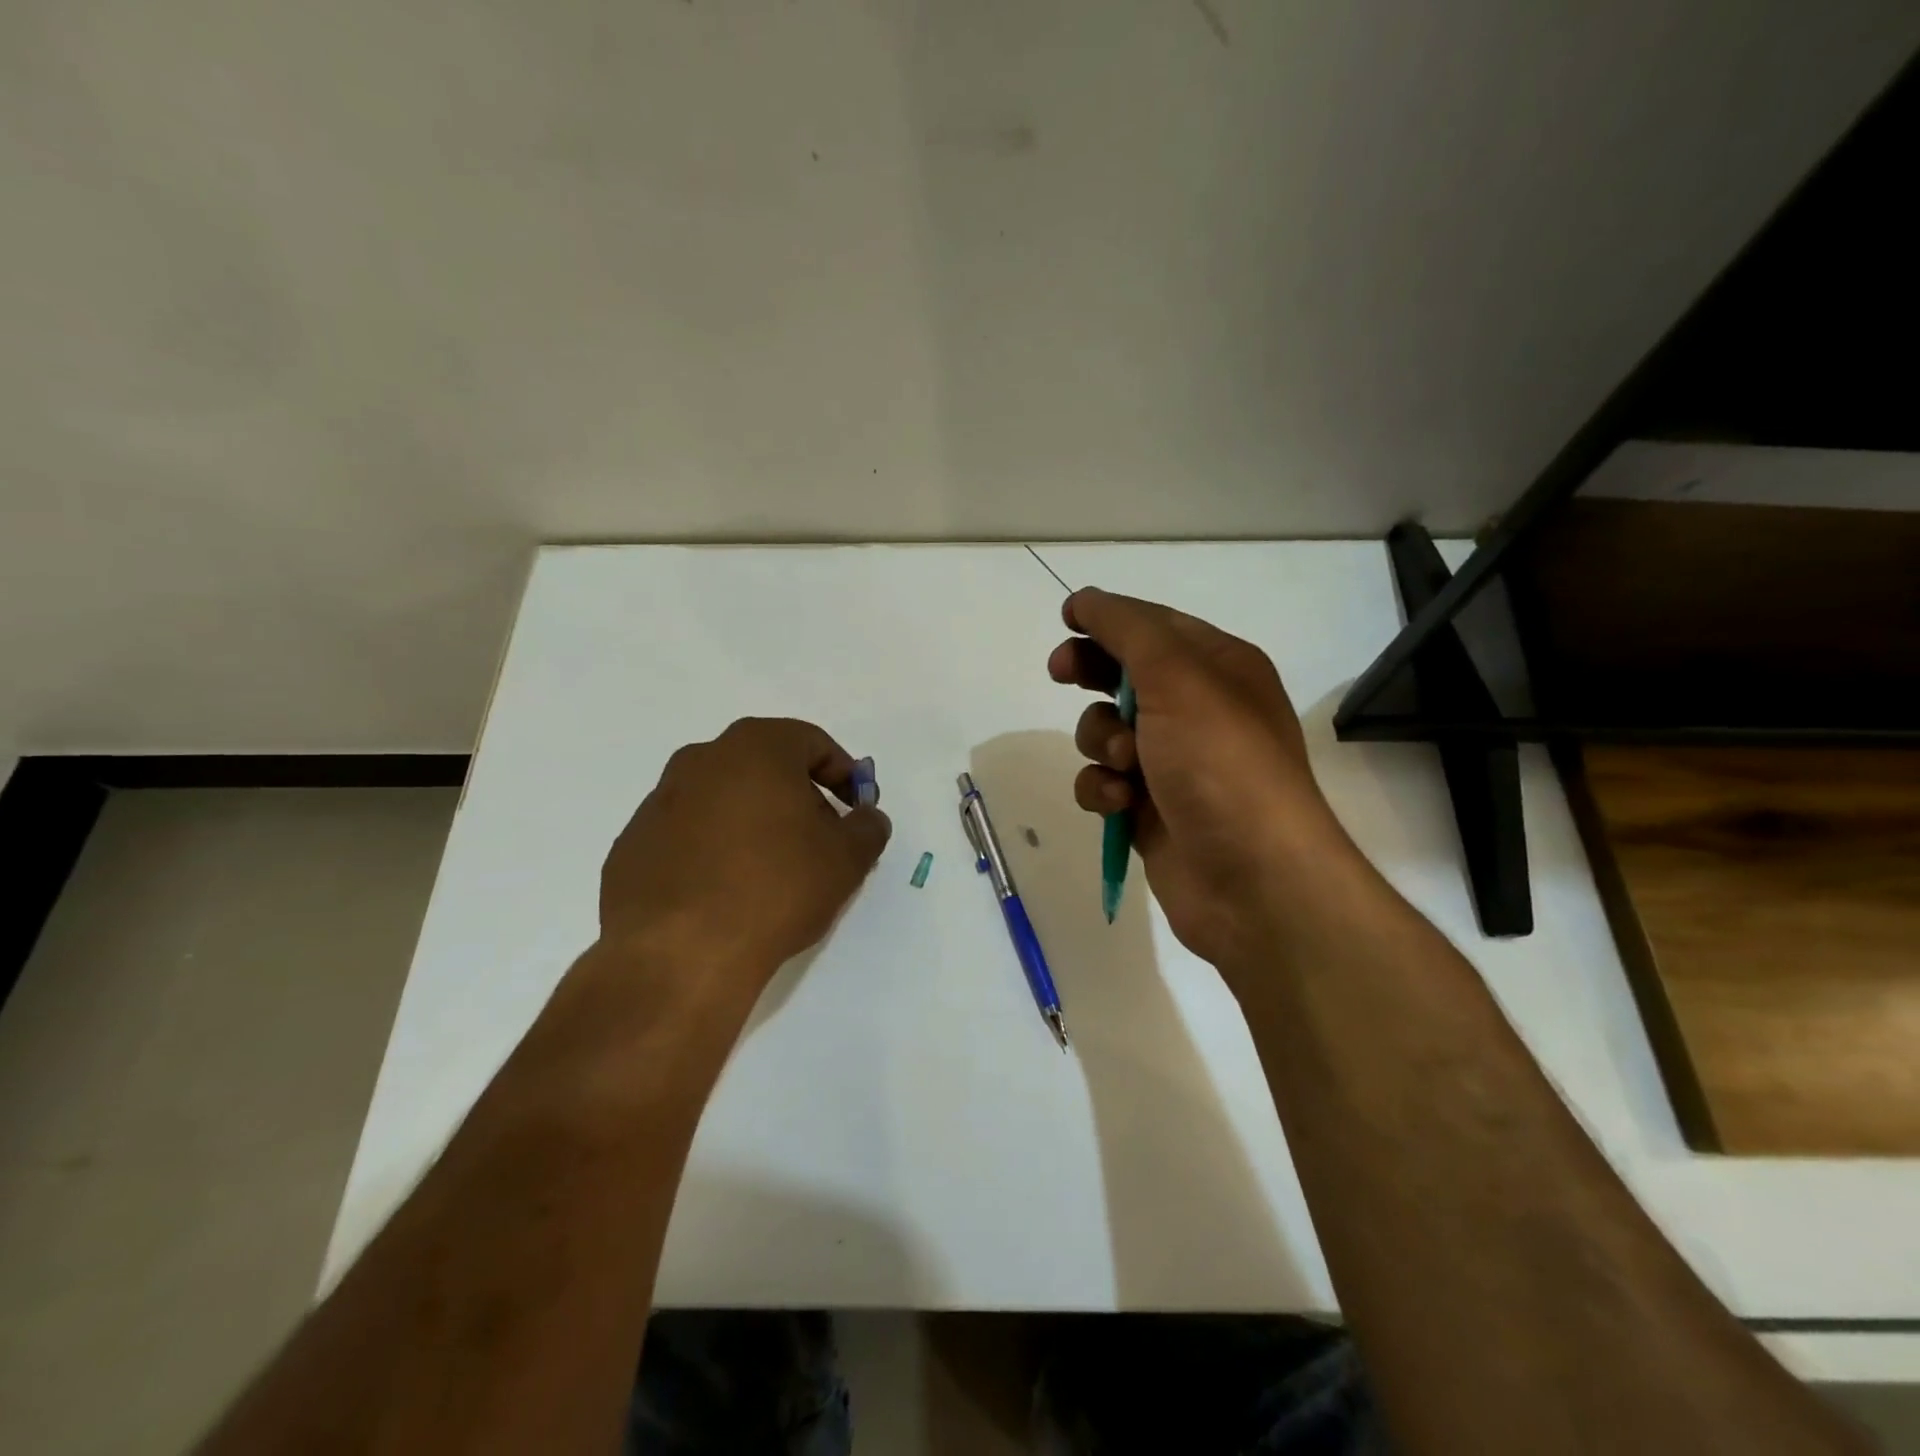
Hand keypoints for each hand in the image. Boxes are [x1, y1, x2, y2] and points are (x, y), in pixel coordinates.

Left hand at [598, 717, 891, 996]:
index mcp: (755, 747)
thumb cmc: (776, 887)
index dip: (844, 774)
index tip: (856, 809)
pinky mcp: (632, 844)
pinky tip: (726, 893)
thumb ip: (868, 828)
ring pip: (723, 799)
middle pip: (765, 766)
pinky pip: (688, 835)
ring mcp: (659, 801)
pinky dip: (713, 850)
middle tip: (819, 840)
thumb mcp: (846, 859)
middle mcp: (701, 760)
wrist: (679, 954)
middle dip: (799, 797)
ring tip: (771, 872)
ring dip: (753, 823)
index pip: (812, 743)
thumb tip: (867, 818)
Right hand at [1049, 588, 1356, 976]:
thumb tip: (1087, 599)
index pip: (1154, 626)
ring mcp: (1174, 763)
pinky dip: (1103, 789)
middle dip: (1092, 673)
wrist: (1254, 879)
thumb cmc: (1221, 762)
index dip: (1108, 619)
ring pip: (1106, 731)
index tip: (1066, 620)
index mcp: (1219, 668)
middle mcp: (1198, 710)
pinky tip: (1120, 805)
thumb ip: (1128, 630)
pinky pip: (1105, 782)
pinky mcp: (1151, 810)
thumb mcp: (1178, 677)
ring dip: (1101, 741)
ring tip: (1125, 764)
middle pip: (1125, 674)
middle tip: (1062, 673)